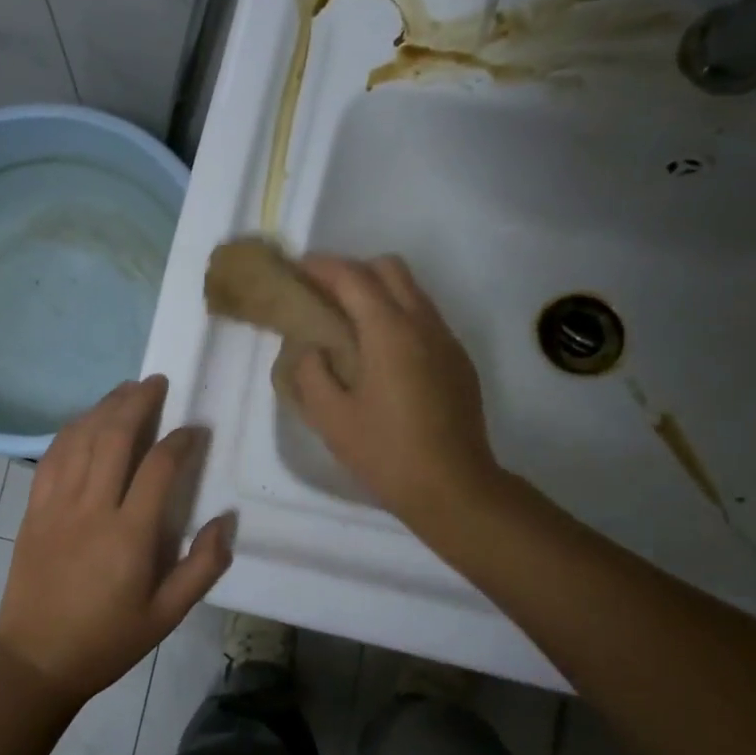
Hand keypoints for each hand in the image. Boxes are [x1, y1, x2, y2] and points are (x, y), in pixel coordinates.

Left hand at [0, 376, 233, 705]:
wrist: (35, 659)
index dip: (181, 440)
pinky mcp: (34, 509)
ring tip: (126, 390)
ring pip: (81, 438)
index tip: (195, 429)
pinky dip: (71, 430)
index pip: (159, 467)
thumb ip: (203, 567)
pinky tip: (85, 420)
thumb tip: (226, 520)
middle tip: (157, 383)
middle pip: (115, 437)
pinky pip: (52, 456)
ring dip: (105, 407)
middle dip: (138, 402)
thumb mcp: (167, 615)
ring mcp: (56, 505)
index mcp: (129, 536)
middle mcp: (91, 508)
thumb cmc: (107, 640)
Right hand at [287, 255, 502, 528]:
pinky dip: (398, 315)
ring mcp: (446, 341)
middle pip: (389, 269)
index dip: (322, 267)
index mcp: (389, 332)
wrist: (454, 488)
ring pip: (412, 291)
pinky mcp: (458, 361)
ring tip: (348, 321)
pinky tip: (380, 353)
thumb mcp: (331, 418)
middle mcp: (423, 324)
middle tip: (323, 294)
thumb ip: (311, 373)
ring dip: (378, 291)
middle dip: (353, 270)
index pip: (353, 278)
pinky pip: (425, 318)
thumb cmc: (386, 453)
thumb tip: (311, 349)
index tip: (297, 269)